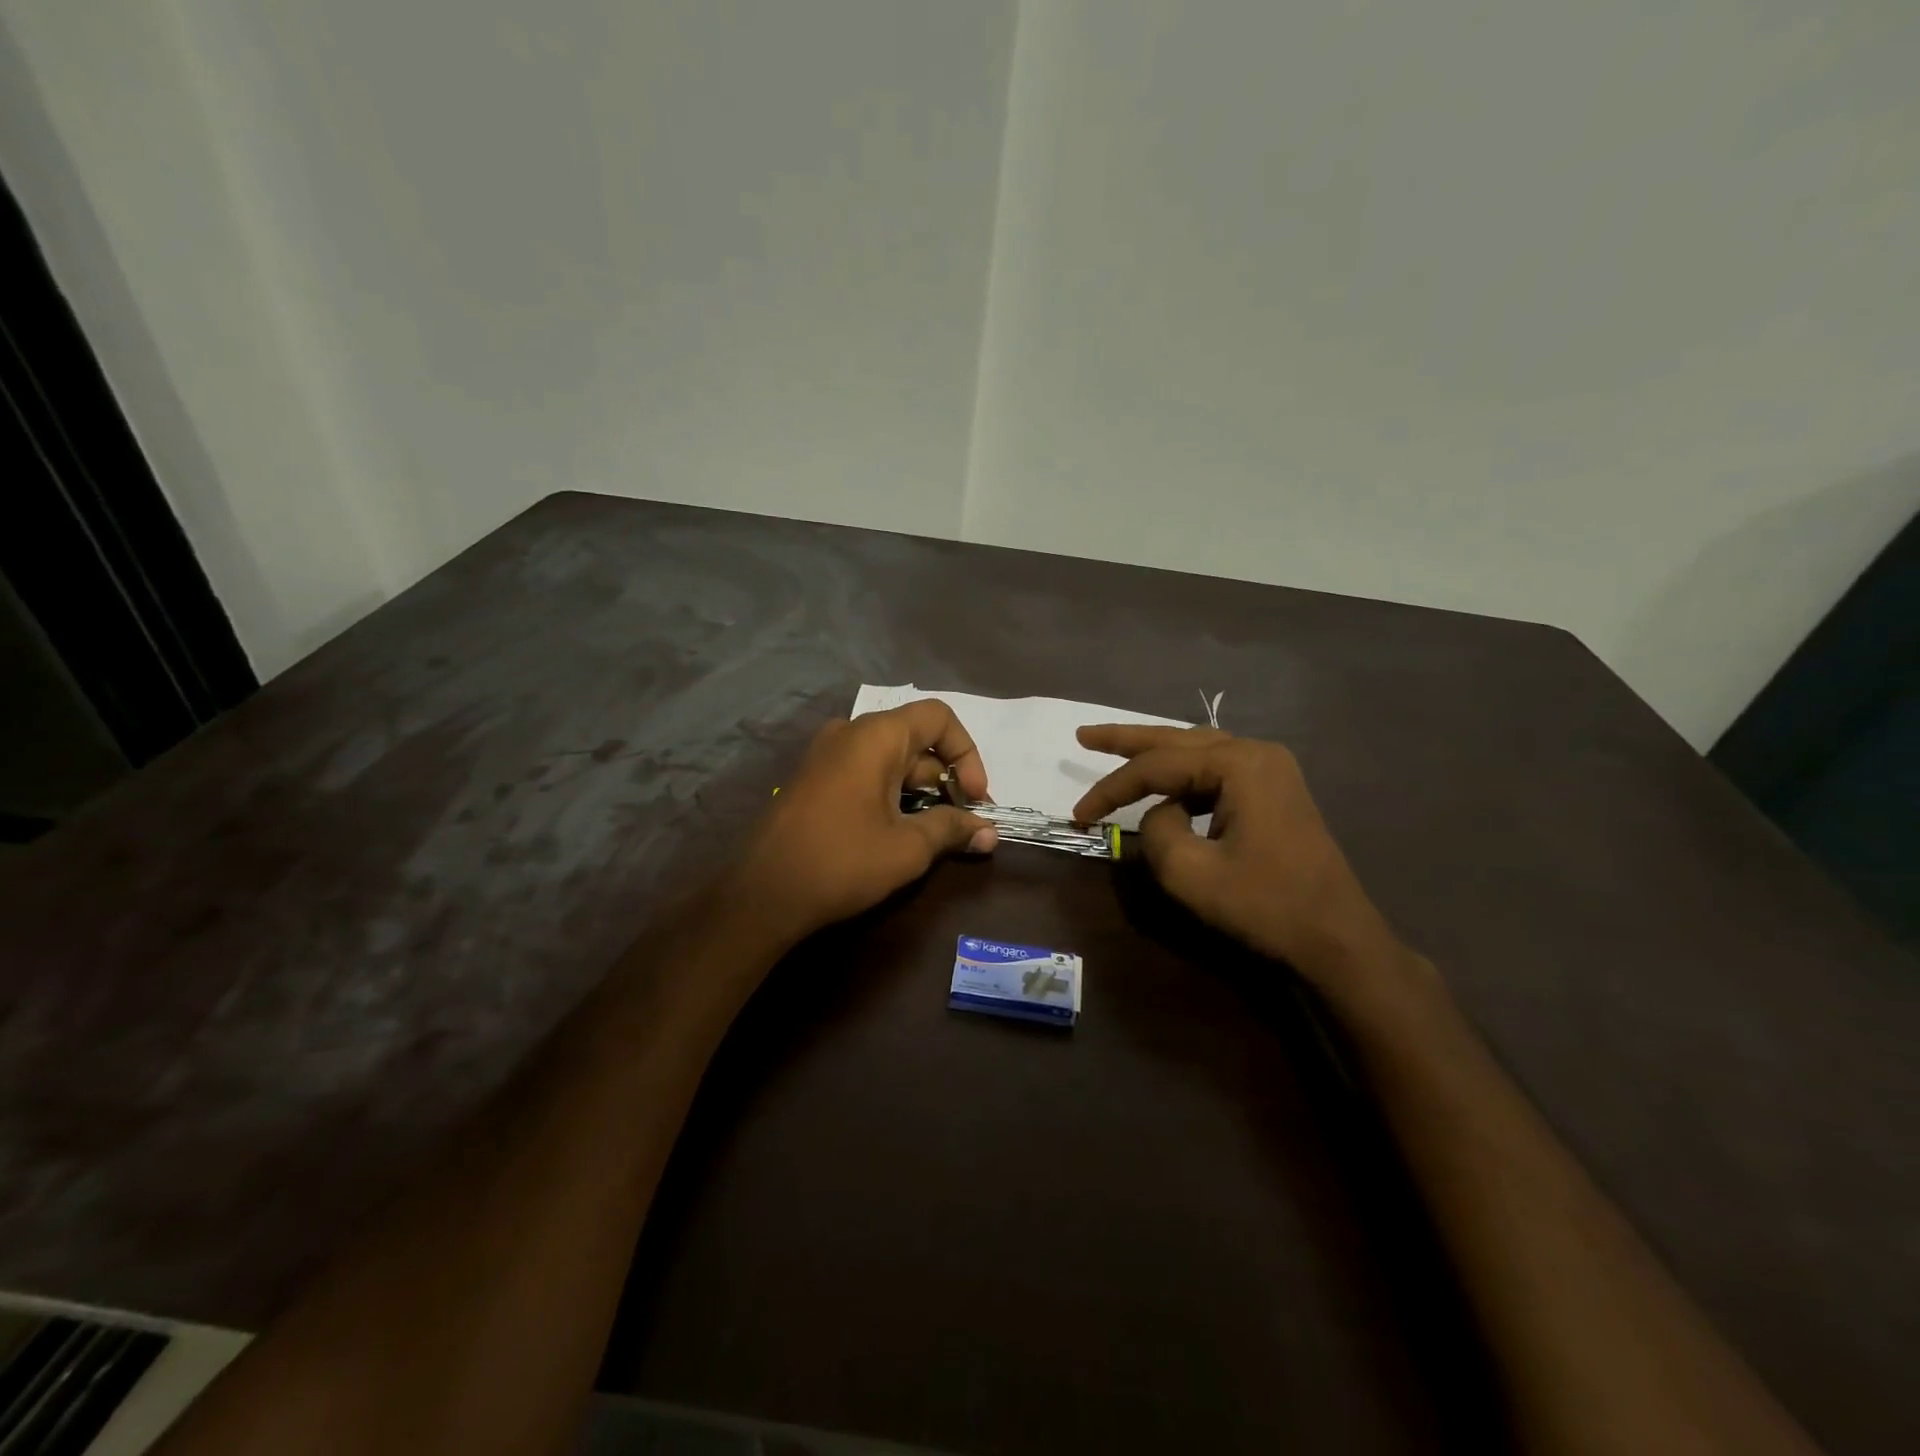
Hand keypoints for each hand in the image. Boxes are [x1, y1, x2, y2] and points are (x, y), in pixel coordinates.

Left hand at [738, 701, 997, 940]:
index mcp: (875, 736)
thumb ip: (952, 830)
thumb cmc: (842, 862)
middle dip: (947, 780)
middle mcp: (849, 734)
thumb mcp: (908, 848)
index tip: (975, 798)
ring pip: (891, 761)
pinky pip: (865, 774)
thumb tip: (990, 833)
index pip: (938, 717)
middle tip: (964, 824)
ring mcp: (826, 756)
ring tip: (937, 834)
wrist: (761, 894)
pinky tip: (900, 833)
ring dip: (921, 792)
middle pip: (916, 740)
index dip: (967, 753)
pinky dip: (892, 795)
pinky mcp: (814, 781)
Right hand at [1074, 726, 1418, 1001]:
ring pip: (1197, 751)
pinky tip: (1163, 786)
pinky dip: (1182, 776)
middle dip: (1126, 740)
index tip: (1078, 815)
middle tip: (1083, 735)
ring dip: (1154, 753)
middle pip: (1177, 740)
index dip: (1111, 788)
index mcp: (1240, 764)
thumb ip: (1156, 831)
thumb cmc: (1265, 905)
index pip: (1157, 766)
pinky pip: (1215, 771)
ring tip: (1113, 750)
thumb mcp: (1190, 873)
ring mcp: (1271, 771)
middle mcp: (1257, 753)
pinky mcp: (1274, 792)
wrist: (1336, 938)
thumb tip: (1159, 814)